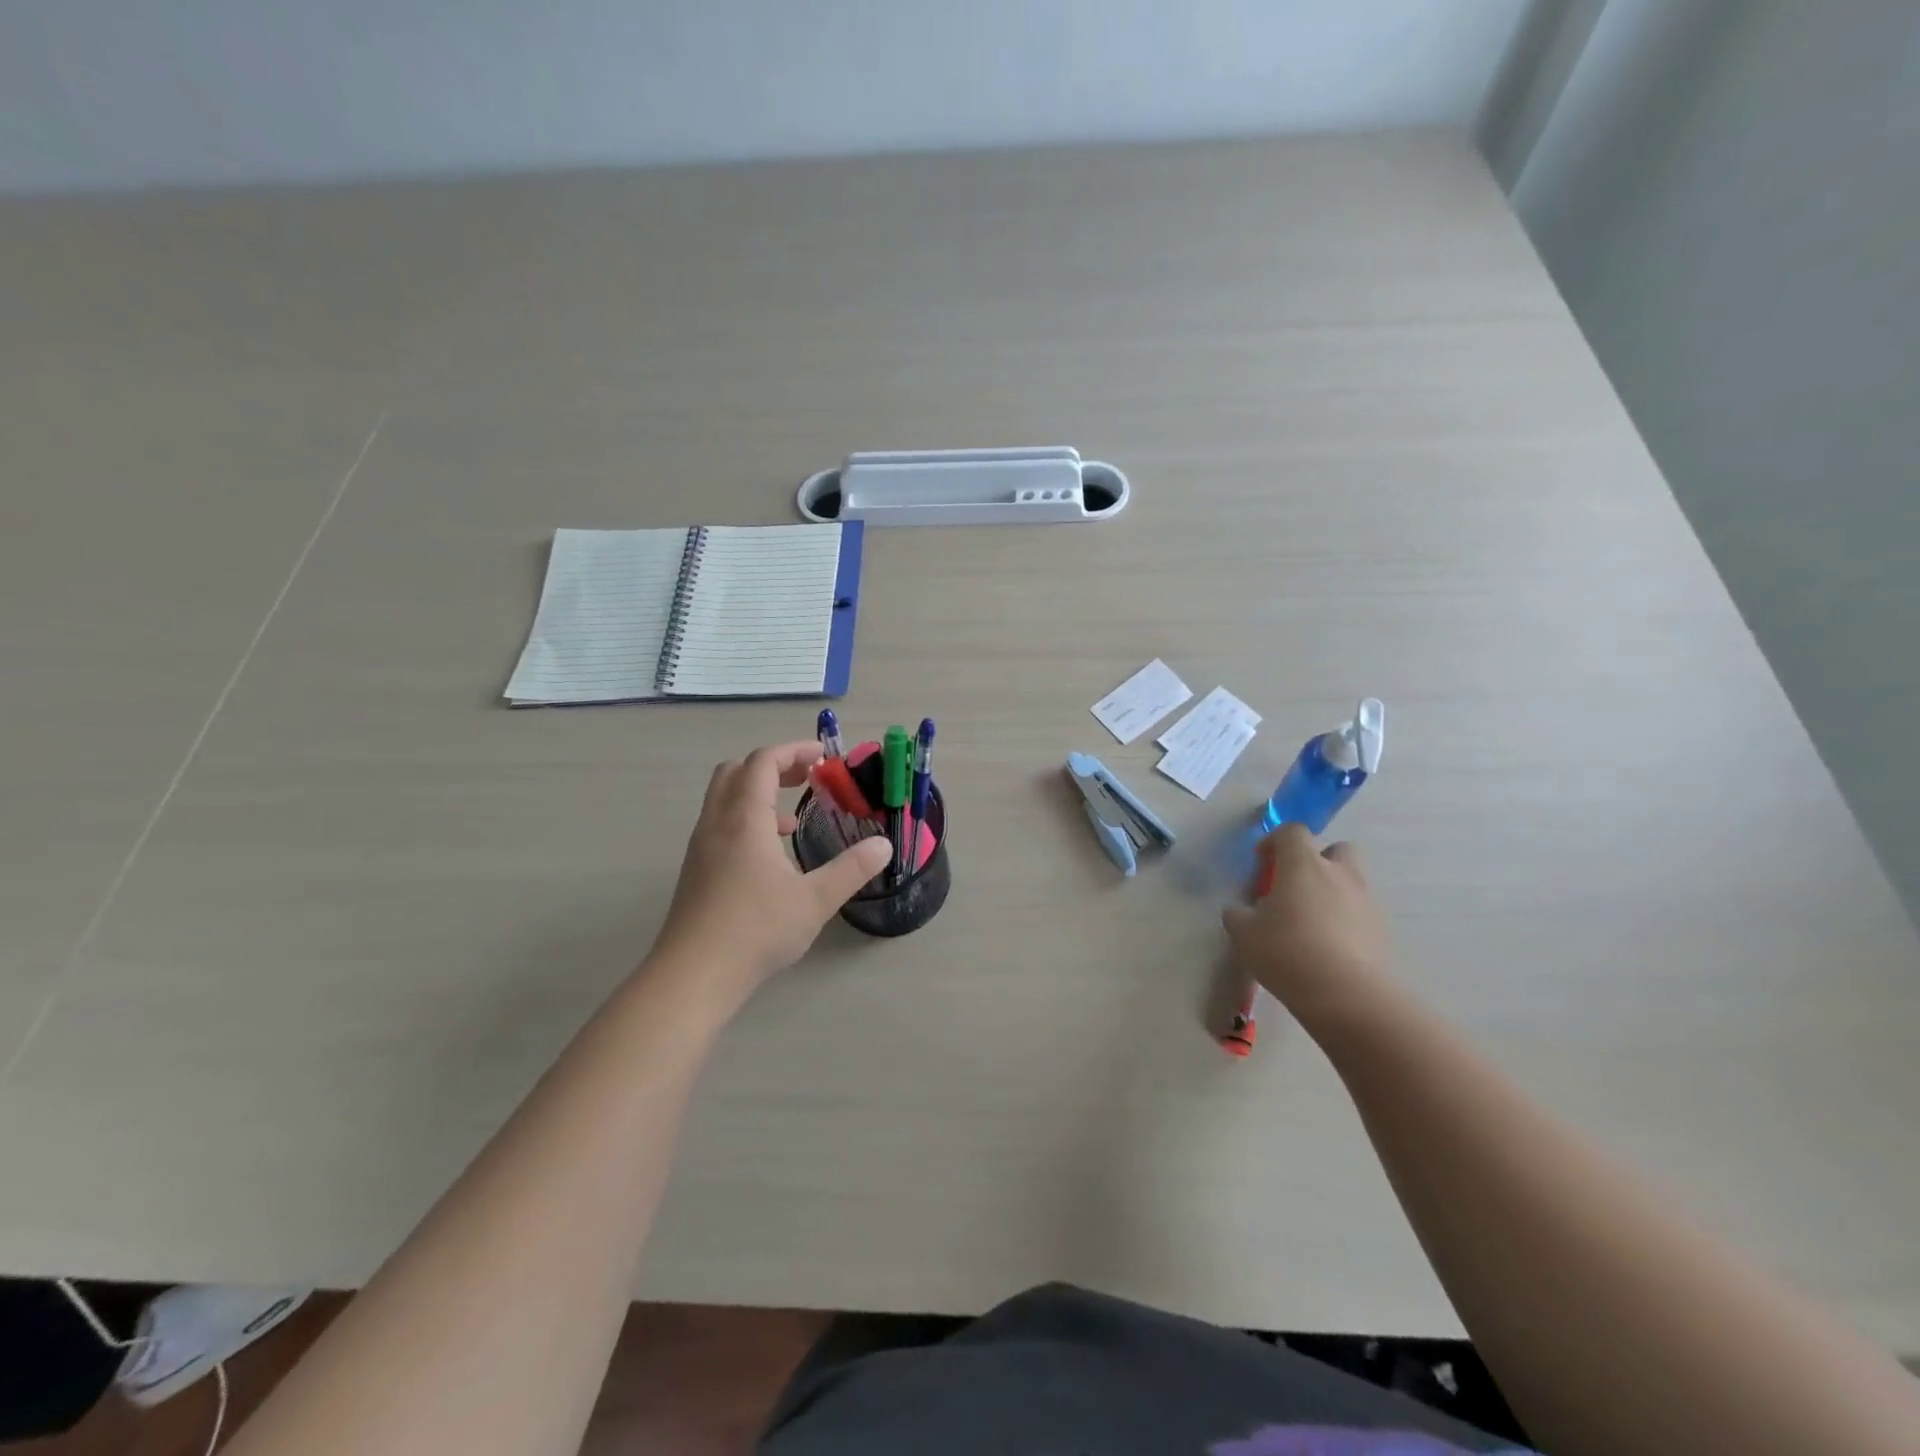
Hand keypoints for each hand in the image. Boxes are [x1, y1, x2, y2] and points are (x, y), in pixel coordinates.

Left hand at [651, 742, 890, 995]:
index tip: (824, 756)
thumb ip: (851, 869)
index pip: (763, 762)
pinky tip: (769, 857)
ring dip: (757, 794)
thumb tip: (884, 845)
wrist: (692, 976)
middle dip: (773, 766)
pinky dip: (745, 821)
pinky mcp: (695, 871)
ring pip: (724, 798)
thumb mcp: (815, 900)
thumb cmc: (756, 930)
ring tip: (792, 821)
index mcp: (744, 819)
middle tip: (806, 778)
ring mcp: (700, 848)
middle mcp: (716, 824)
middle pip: (736, 771)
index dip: (794, 751)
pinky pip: (719, 824)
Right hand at [1222, 824, 1392, 1026]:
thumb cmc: (1287, 952)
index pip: (1293, 831)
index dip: (1275, 841)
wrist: (1347, 995)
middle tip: (1296, 886)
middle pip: (1336, 849)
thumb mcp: (1244, 934)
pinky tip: (1327, 949)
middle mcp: (1340, 874)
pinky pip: (1360, 914)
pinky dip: (1345, 921)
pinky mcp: (1381, 931)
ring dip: (1332, 893)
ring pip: (1351, 883)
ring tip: (1310, 924)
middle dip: (1318, 860)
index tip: (1262, 862)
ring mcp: (1366, 902)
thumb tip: (1241, 912)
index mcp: (1304, 864)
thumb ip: (1238, 915)